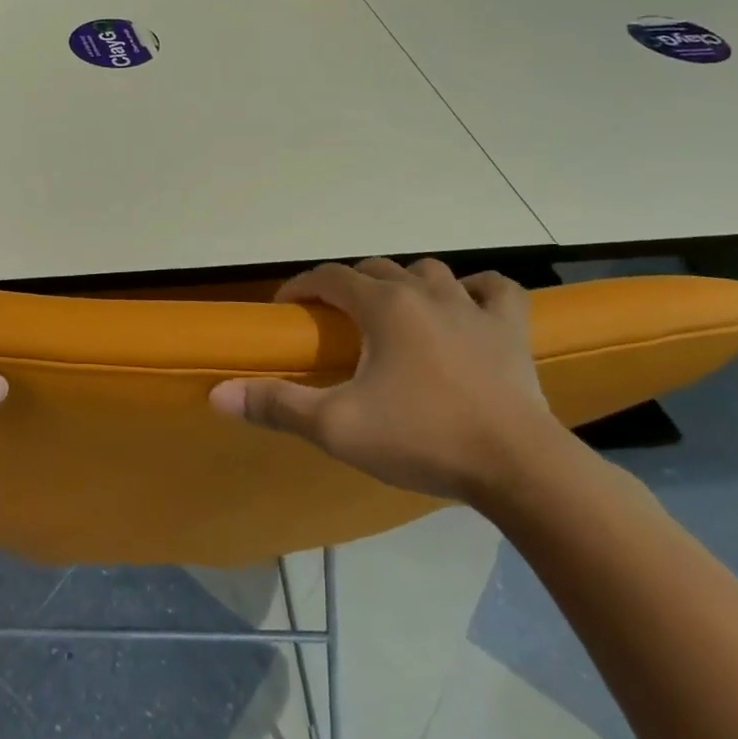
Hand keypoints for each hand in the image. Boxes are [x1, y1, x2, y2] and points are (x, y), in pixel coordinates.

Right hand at [209, 257, 561, 502]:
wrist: (520, 469)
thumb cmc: (422, 438)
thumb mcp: (337, 427)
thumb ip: (276, 405)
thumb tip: (217, 395)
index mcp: (383, 306)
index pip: (329, 277)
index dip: (301, 288)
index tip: (286, 310)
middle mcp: (425, 293)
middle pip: (375, 269)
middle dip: (348, 287)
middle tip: (335, 321)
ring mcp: (473, 308)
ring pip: (430, 271)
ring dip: (405, 283)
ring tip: (394, 313)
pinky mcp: (511, 330)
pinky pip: (497, 289)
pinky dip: (478, 289)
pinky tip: (468, 305)